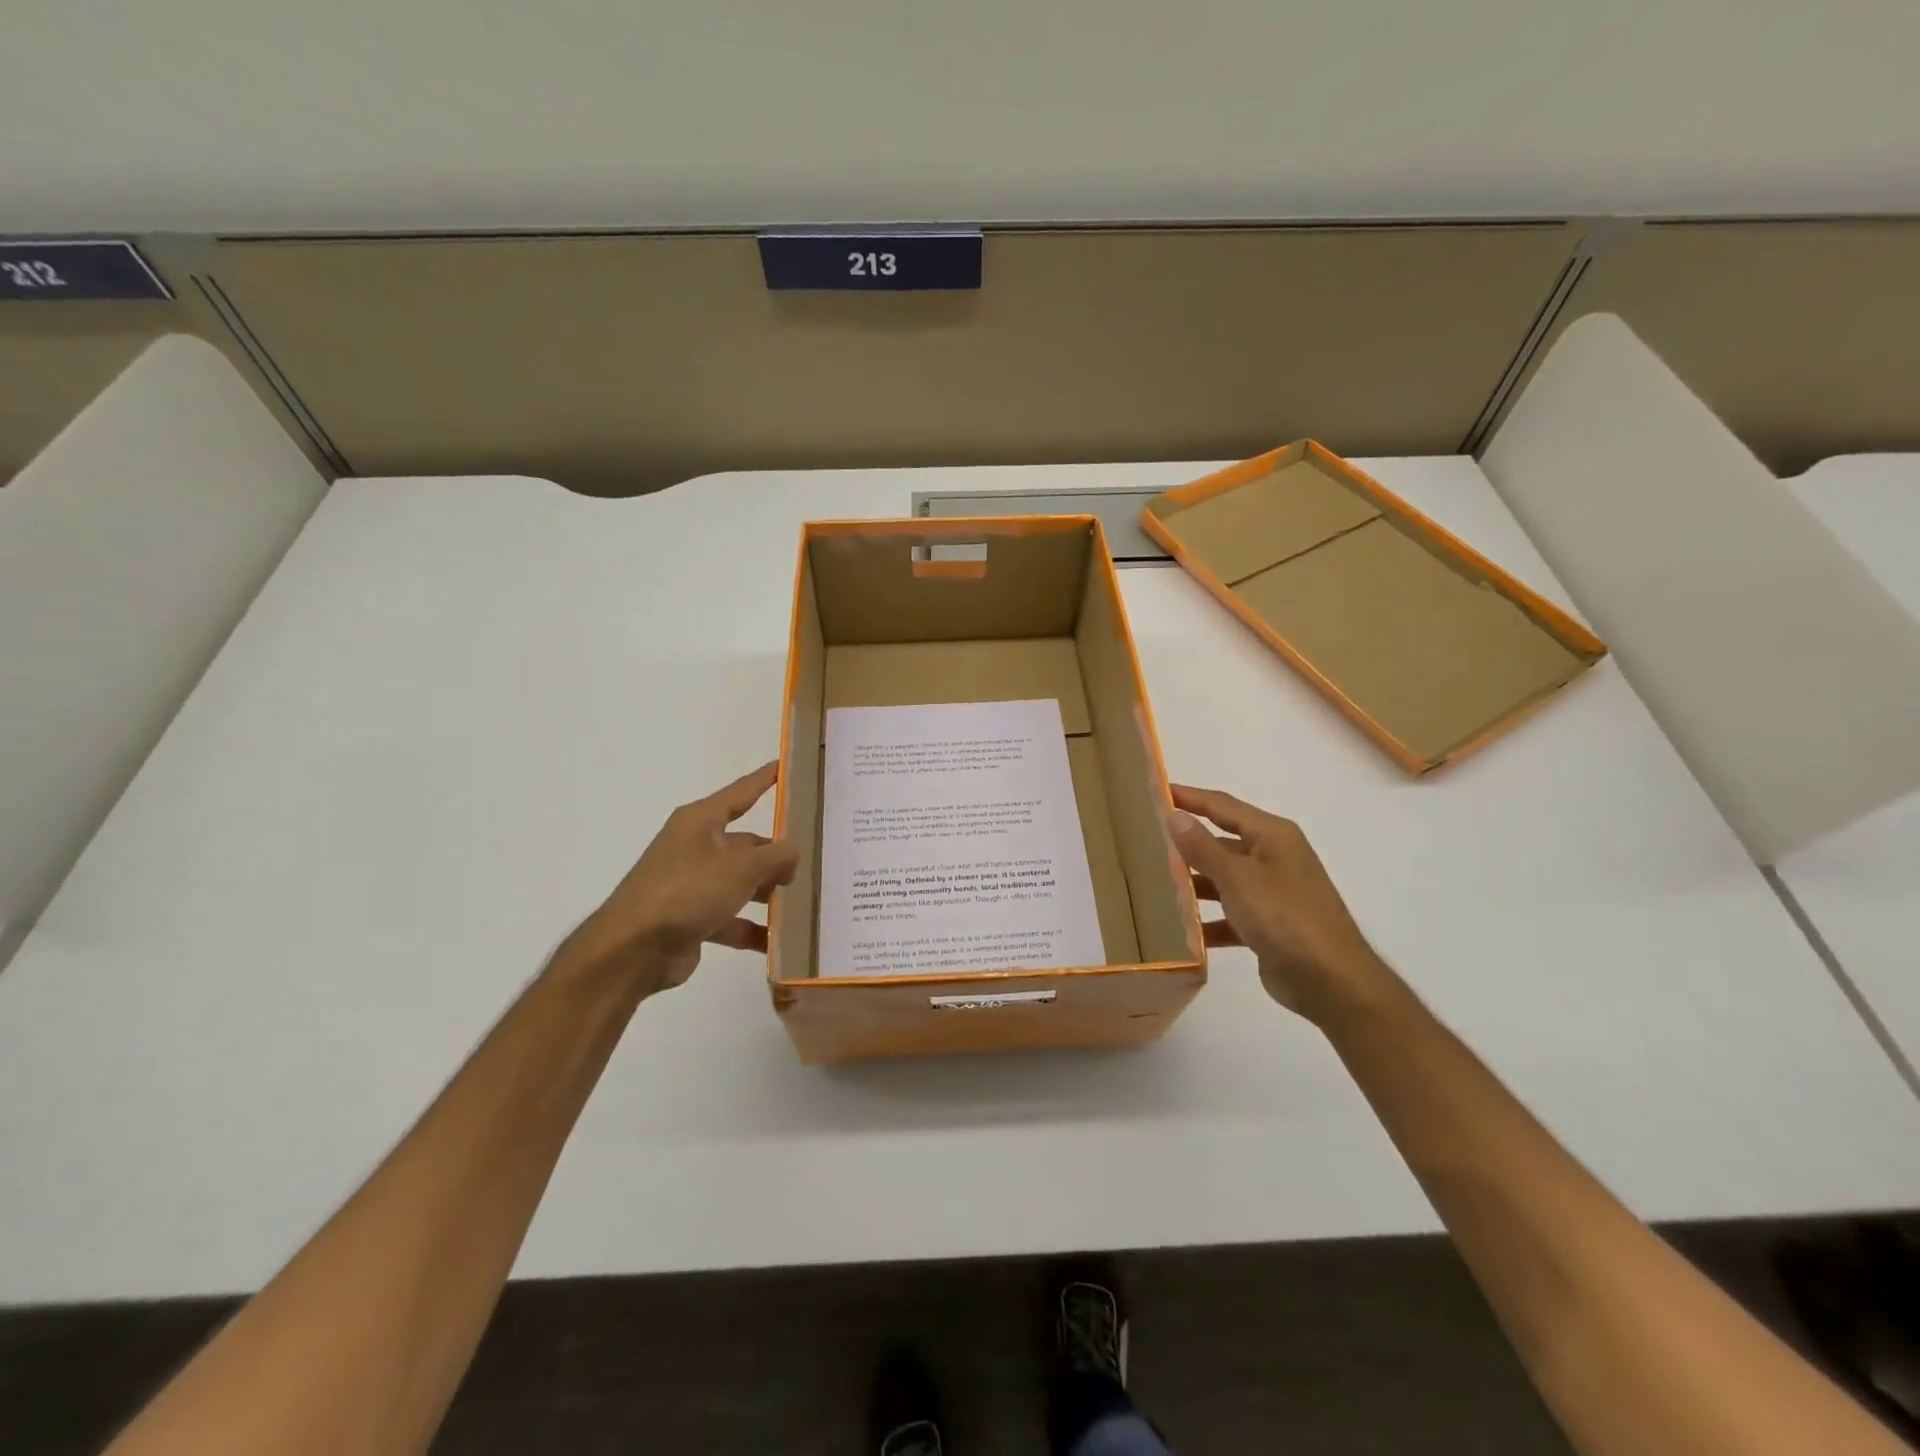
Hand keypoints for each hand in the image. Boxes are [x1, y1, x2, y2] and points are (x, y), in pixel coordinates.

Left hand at [556, 761, 798, 998]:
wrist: (632, 950)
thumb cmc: (687, 891)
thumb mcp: (741, 867)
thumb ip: (777, 856)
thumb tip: (793, 853)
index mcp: (701, 821)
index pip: (741, 792)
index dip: (764, 779)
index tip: (785, 765)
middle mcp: (695, 846)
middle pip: (746, 844)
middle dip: (775, 856)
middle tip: (811, 865)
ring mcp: (692, 883)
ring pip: (740, 882)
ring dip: (767, 893)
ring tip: (800, 904)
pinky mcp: (691, 917)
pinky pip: (730, 917)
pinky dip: (751, 928)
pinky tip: (777, 941)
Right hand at [1168, 784, 1392, 1023]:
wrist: (1331, 981)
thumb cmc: (1284, 916)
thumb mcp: (1237, 877)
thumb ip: (1202, 847)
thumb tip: (1174, 815)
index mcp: (1272, 835)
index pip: (1222, 805)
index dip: (1189, 797)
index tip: (1154, 791)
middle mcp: (1274, 857)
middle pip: (1222, 841)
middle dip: (1187, 842)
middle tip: (1145, 839)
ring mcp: (1272, 892)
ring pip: (1223, 879)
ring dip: (1194, 883)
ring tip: (1153, 884)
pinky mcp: (1269, 925)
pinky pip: (1230, 914)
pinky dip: (1208, 920)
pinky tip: (1180, 930)